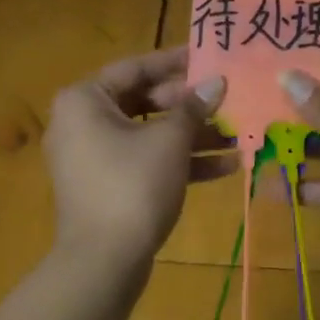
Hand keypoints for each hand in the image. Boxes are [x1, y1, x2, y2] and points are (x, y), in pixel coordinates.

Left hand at [45, 46, 233, 269]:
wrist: (102, 263)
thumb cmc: (133, 185)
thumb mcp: (169, 141)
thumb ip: (193, 108)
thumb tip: (216, 82)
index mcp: (85, 99)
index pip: (135, 68)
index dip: (175, 62)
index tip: (209, 56)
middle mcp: (81, 122)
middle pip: (143, 101)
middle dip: (190, 106)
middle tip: (227, 101)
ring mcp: (92, 156)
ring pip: (148, 134)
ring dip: (192, 136)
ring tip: (238, 135)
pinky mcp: (106, 186)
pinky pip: (144, 161)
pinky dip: (178, 162)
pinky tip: (226, 167)